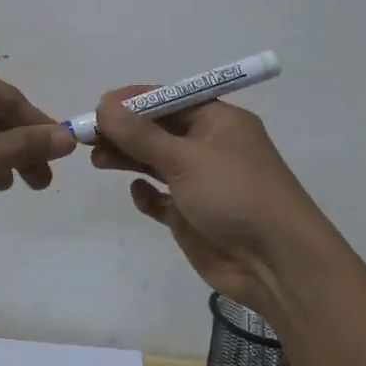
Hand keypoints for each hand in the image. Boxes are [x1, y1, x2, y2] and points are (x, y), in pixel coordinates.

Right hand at [91, 86, 332, 317]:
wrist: (276, 264)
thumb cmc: (235, 195)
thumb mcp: (186, 159)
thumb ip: (142, 135)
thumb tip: (104, 106)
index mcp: (219, 121)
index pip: (170, 100)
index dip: (134, 102)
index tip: (99, 107)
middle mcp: (211, 147)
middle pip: (159, 131)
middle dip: (125, 131)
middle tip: (88, 136)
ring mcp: (202, 183)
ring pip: (157, 162)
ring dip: (129, 159)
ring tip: (97, 160)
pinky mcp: (194, 215)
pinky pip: (163, 198)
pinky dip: (149, 194)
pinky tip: (139, 195)